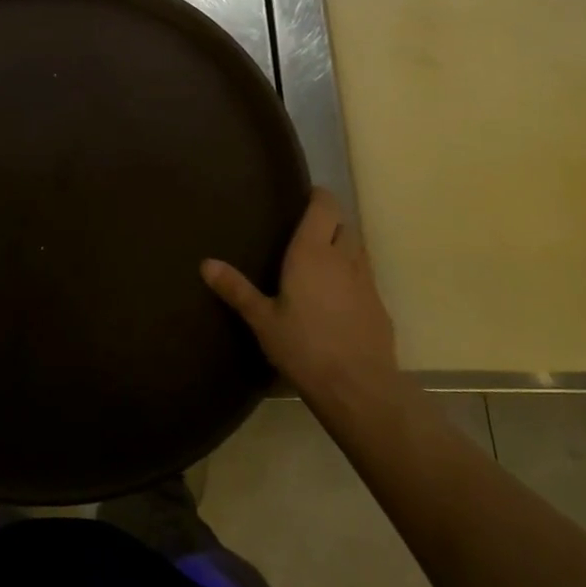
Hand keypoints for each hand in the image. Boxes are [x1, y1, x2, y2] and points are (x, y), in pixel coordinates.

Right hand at [201, 188, 398, 412]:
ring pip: (357, 250)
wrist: (359, 389)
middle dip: (329, 223)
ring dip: (343, 249)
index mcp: (312, 252)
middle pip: (344, 225)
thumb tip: (205, 263)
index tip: (304, 197)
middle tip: (305, 234)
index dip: (318, 197)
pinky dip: (352, 279)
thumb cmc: (304, 347)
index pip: (325, 206)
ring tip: (320, 264)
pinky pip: (365, 279)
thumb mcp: (262, 320)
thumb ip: (236, 289)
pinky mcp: (380, 307)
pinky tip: (338, 301)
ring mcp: (366, 282)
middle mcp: (343, 258)